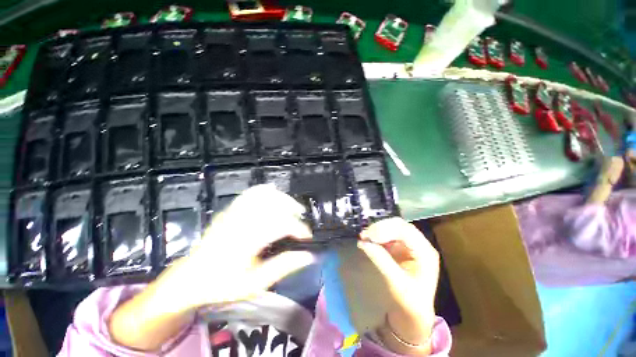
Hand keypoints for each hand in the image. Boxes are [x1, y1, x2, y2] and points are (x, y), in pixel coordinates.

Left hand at [169, 184, 315, 309]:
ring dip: (282, 199)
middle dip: (293, 210)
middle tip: (301, 221)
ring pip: (264, 195)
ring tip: (292, 208)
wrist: (191, 278)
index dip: (299, 228)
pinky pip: (250, 193)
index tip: (307, 237)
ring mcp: (234, 212)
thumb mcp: (255, 284)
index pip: (281, 225)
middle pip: (274, 204)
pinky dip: (265, 191)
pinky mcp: (230, 209)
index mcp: (247, 241)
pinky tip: (274, 195)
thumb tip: (308, 256)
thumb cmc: (223, 284)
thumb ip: (283, 267)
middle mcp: (241, 221)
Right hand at [358, 218, 438, 352]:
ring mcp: (409, 245)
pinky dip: (376, 235)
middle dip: (380, 227)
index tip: (369, 236)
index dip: (386, 229)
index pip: (406, 231)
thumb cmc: (409, 302)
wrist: (413, 314)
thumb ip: (381, 260)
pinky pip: (387, 234)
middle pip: (399, 225)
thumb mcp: (396, 283)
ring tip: (364, 236)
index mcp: (425, 253)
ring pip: (392, 227)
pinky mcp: (400, 247)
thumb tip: (363, 242)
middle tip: (364, 235)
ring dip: (377, 230)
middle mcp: (419, 244)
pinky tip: (368, 239)